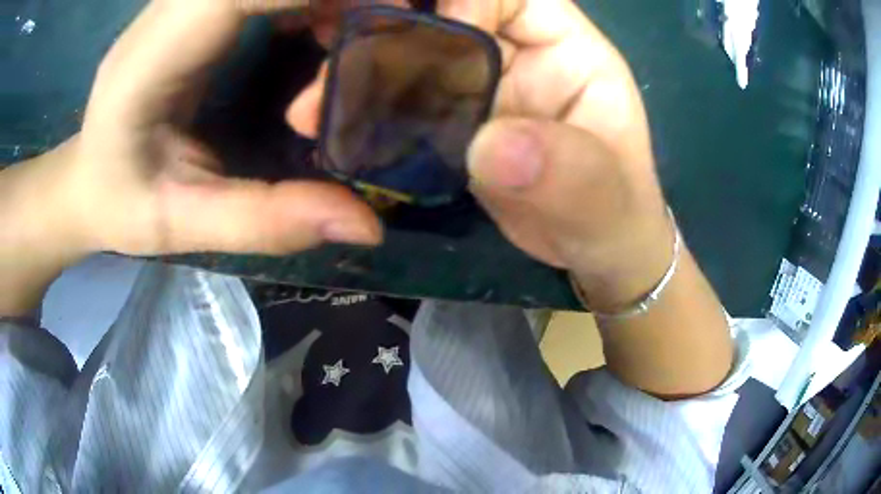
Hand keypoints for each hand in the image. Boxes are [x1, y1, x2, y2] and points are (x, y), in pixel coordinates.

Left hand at [56, 0, 383, 257]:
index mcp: (149, 62)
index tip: (388, 12)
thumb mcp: (181, 227)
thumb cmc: (120, 202)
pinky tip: (324, 29)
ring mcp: (185, 0)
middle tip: (384, 26)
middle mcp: (167, 12)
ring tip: (349, 37)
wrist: (87, 176)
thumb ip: (266, 222)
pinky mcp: (202, 2)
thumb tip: (367, 224)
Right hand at [288, 0, 672, 310]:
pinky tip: (332, 132)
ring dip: (361, 73)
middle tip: (336, 69)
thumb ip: (571, 174)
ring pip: (413, 56)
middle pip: (444, 14)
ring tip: (314, 109)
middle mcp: (517, 53)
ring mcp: (480, 86)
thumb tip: (490, 148)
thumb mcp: (607, 202)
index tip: (429, 40)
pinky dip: (366, 114)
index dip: (464, 0)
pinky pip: (403, 103)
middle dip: (389, 29)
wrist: (591, 251)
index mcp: (566, 48)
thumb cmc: (614, 218)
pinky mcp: (453, 121)